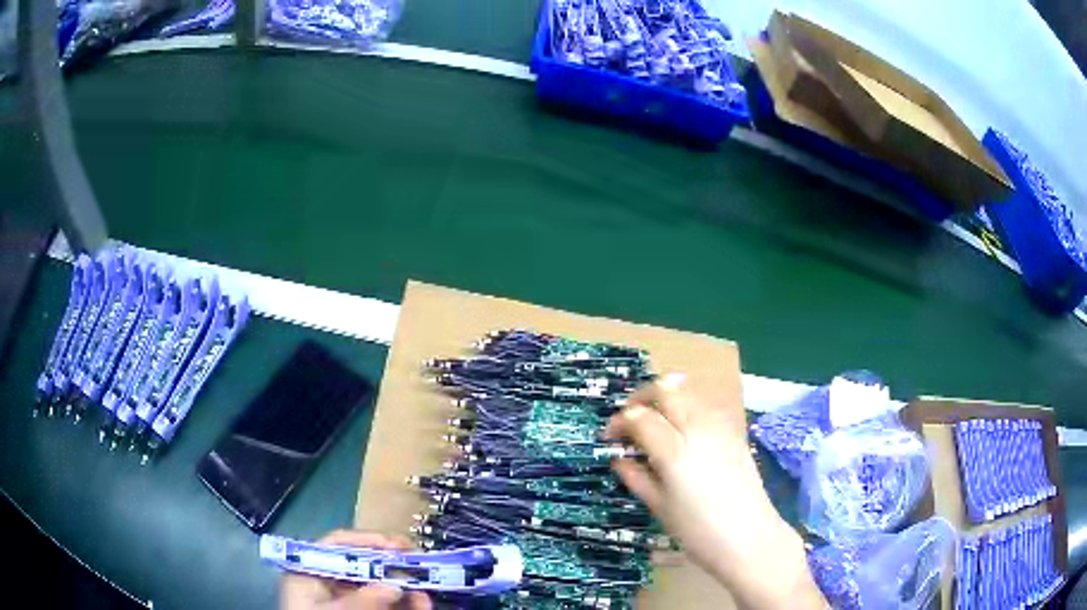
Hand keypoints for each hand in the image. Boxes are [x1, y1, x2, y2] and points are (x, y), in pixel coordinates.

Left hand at [280, 531, 432, 609]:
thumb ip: (359, 601)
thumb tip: (395, 587)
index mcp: (308, 572)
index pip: (335, 545)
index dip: (366, 541)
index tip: (396, 545)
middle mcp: (328, 582)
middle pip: (361, 564)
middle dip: (392, 564)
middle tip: (419, 561)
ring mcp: (345, 599)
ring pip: (378, 586)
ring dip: (405, 585)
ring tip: (426, 589)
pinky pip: (385, 605)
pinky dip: (405, 604)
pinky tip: (422, 603)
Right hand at [606, 374, 825, 609]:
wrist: (748, 537)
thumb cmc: (697, 530)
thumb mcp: (658, 506)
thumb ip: (635, 477)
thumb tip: (618, 458)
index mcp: (673, 450)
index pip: (639, 417)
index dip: (618, 422)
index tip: (609, 437)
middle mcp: (697, 428)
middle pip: (665, 390)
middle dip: (641, 397)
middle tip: (629, 418)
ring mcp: (720, 426)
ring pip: (688, 392)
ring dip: (666, 398)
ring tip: (655, 421)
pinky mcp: (735, 431)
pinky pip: (706, 405)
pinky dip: (688, 407)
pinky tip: (683, 430)